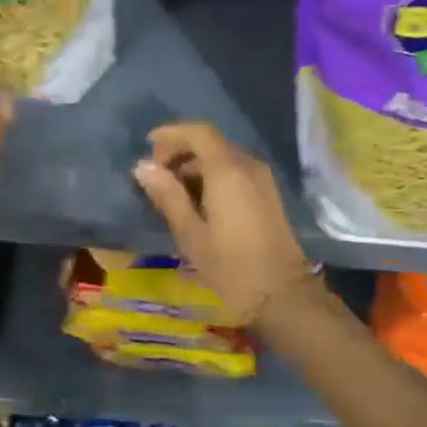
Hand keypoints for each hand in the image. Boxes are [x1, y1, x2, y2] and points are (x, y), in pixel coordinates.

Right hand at [133, 122, 311, 322]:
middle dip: (181, 152)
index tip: (148, 148)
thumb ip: (167, 195)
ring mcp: (262, 178)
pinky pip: (235, 171)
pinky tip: (198, 204)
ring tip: (173, 194)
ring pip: (223, 157)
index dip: (171, 134)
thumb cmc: (231, 266)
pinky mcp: (268, 193)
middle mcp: (248, 165)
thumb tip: (143, 167)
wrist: (282, 294)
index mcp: (227, 170)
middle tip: (157, 177)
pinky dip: (213, 176)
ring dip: (196, 166)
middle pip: (210, 143)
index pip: (198, 132)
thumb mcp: (190, 233)